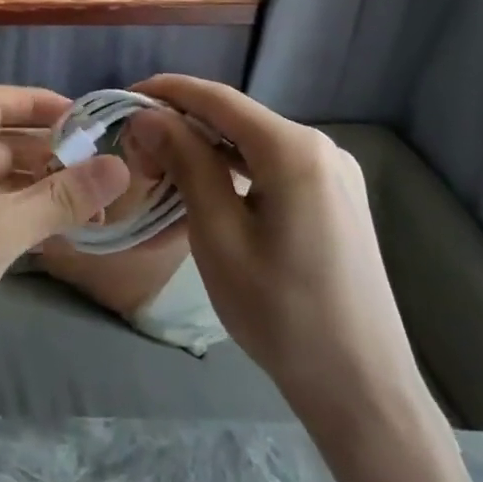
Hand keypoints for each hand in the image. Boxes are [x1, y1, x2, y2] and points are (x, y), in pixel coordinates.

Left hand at [0, 86, 128, 408]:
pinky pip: (6, 222)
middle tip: (105, 168)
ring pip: (9, 186)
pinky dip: (37, 221)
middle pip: (6, 144)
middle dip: (51, 150)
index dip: (35, 102)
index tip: (84, 116)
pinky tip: (70, 237)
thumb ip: (59, 196)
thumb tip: (119, 165)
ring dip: (48, 189)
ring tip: (100, 204)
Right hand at [125, 75, 431, 446]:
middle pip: (235, 119)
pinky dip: (232, 173)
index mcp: (295, 150)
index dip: (166, 92)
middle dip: (181, 126)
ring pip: (252, 144)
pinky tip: (203, 192)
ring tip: (160, 172)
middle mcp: (320, 148)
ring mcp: (333, 174)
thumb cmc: (280, 312)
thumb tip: (149, 117)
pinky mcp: (335, 200)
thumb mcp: (218, 234)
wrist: (361, 389)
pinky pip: (272, 169)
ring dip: (204, 151)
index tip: (121, 100)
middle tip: (136, 153)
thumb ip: (185, 163)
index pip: (217, 99)